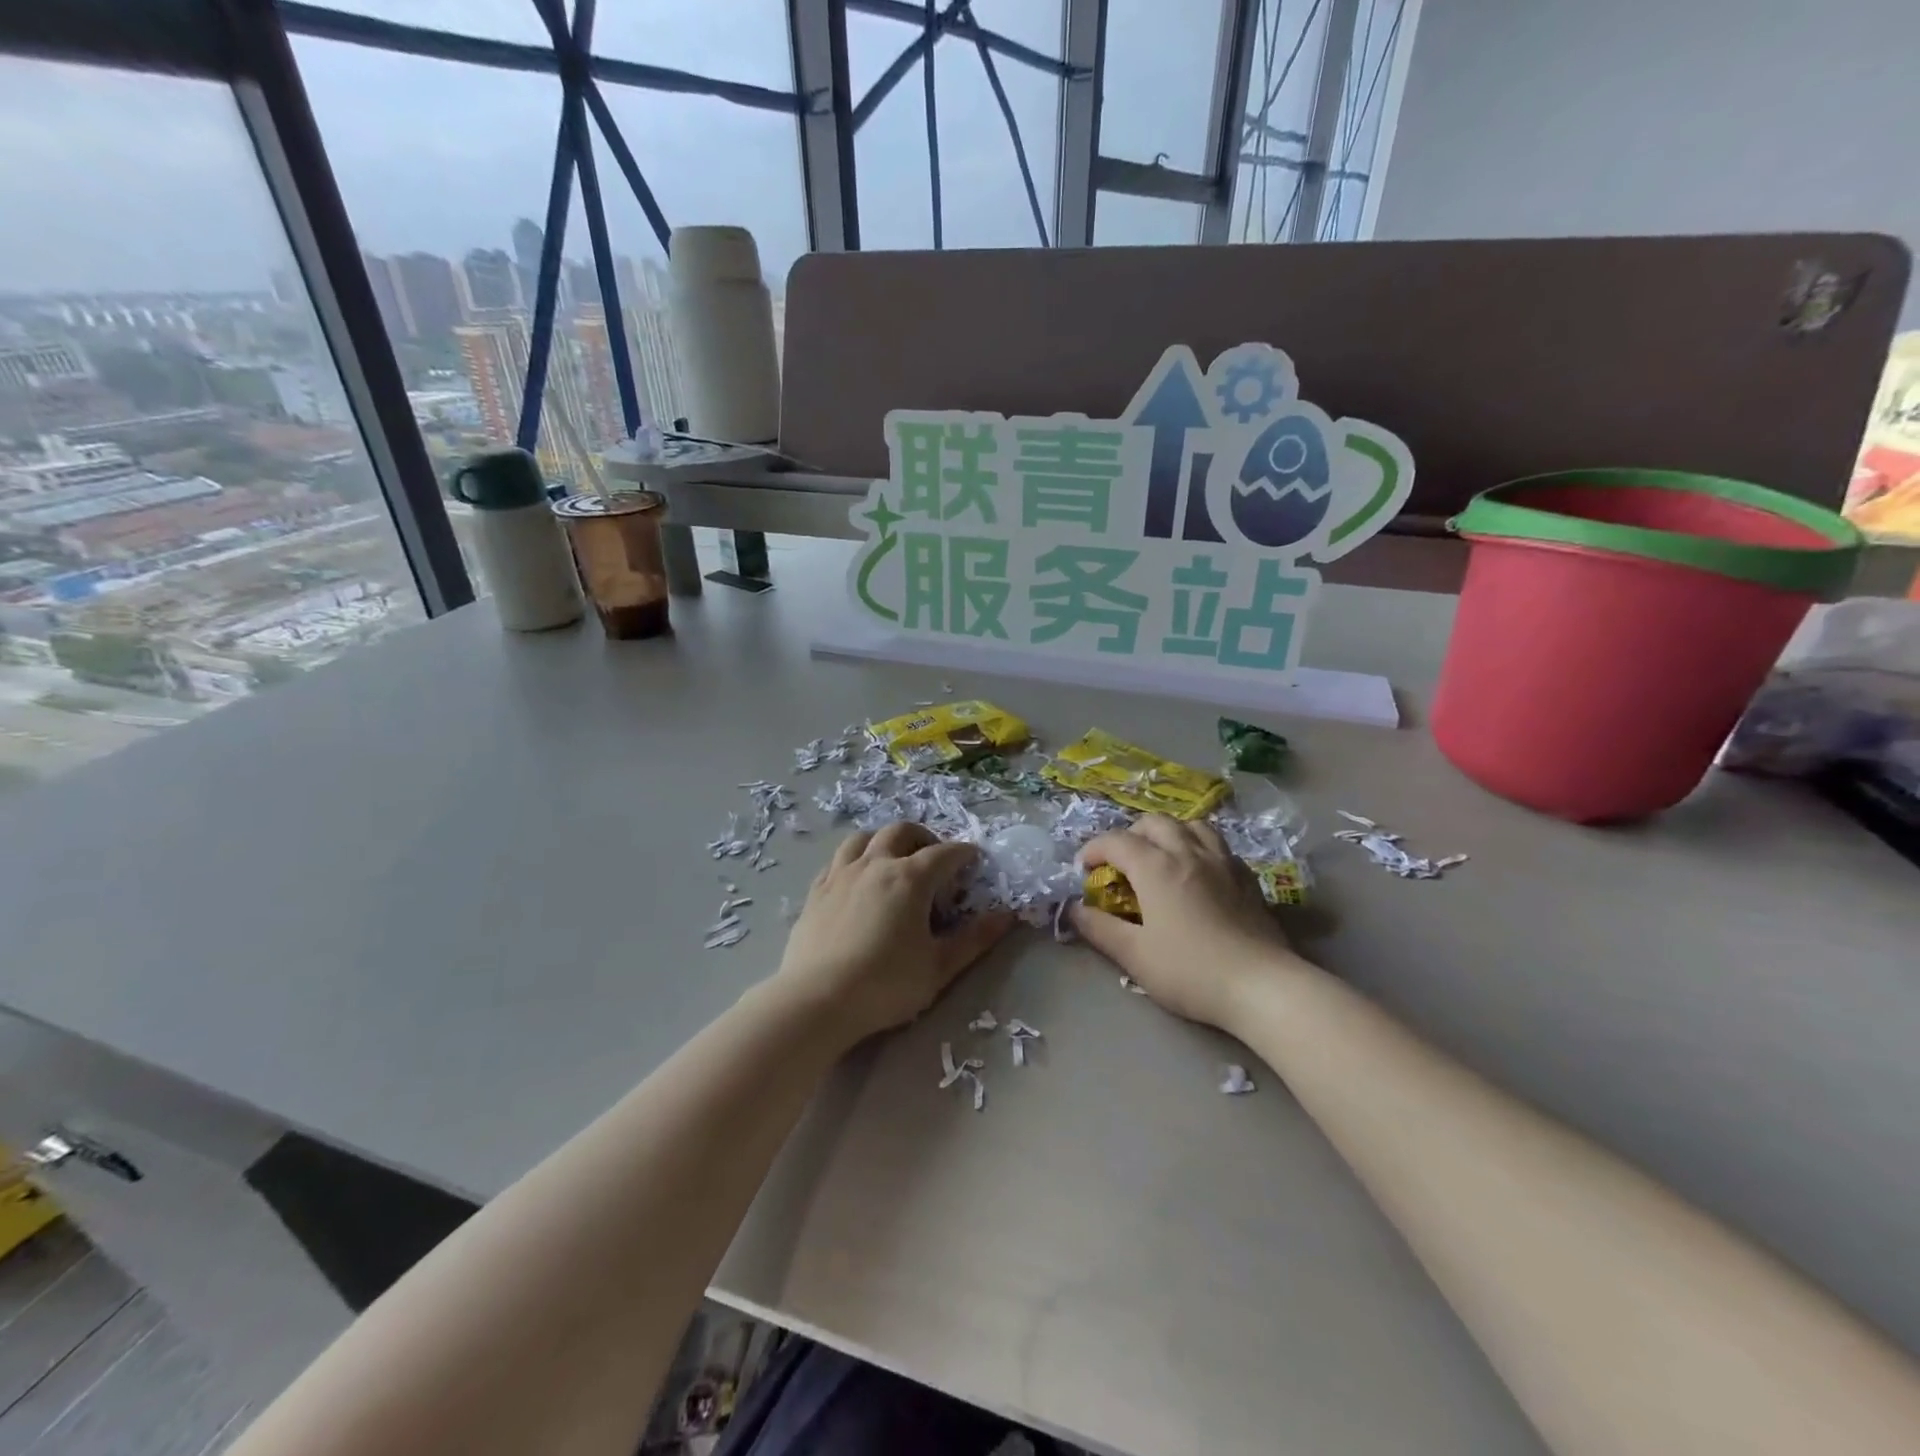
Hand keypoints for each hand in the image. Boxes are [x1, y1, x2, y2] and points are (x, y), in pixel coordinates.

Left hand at [777, 822, 1014, 1045]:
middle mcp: (875, 864)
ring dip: (885, 841)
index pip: (945, 853)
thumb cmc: (885, 985)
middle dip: (925, 838)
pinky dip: (856, 859)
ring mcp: (841, 874)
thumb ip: (975, 939)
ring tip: (894, 862)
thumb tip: (1007, 915)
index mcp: (910, 878)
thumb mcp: (939, 967)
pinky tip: (858, 881)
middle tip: (936, 861)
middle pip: (902, 831)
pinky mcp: (817, 890)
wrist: (816, 1001)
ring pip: (864, 837)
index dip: (965, 853)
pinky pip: (838, 859)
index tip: (975, 862)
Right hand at [1068, 815, 1301, 1028]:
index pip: (1115, 841)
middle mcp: (1188, 853)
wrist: (1261, 986)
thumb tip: (1074, 909)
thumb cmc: (1190, 971)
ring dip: (1168, 833)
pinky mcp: (1247, 877)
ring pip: (1191, 824)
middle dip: (1129, 835)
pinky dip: (1198, 847)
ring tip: (1160, 857)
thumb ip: (1100, 929)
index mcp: (1156, 867)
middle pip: (1154, 823)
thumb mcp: (1134, 955)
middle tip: (1120, 864)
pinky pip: (1217, 844)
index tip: (1084, 871)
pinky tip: (1197, 872)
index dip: (1093, 850)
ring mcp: (1222, 862)